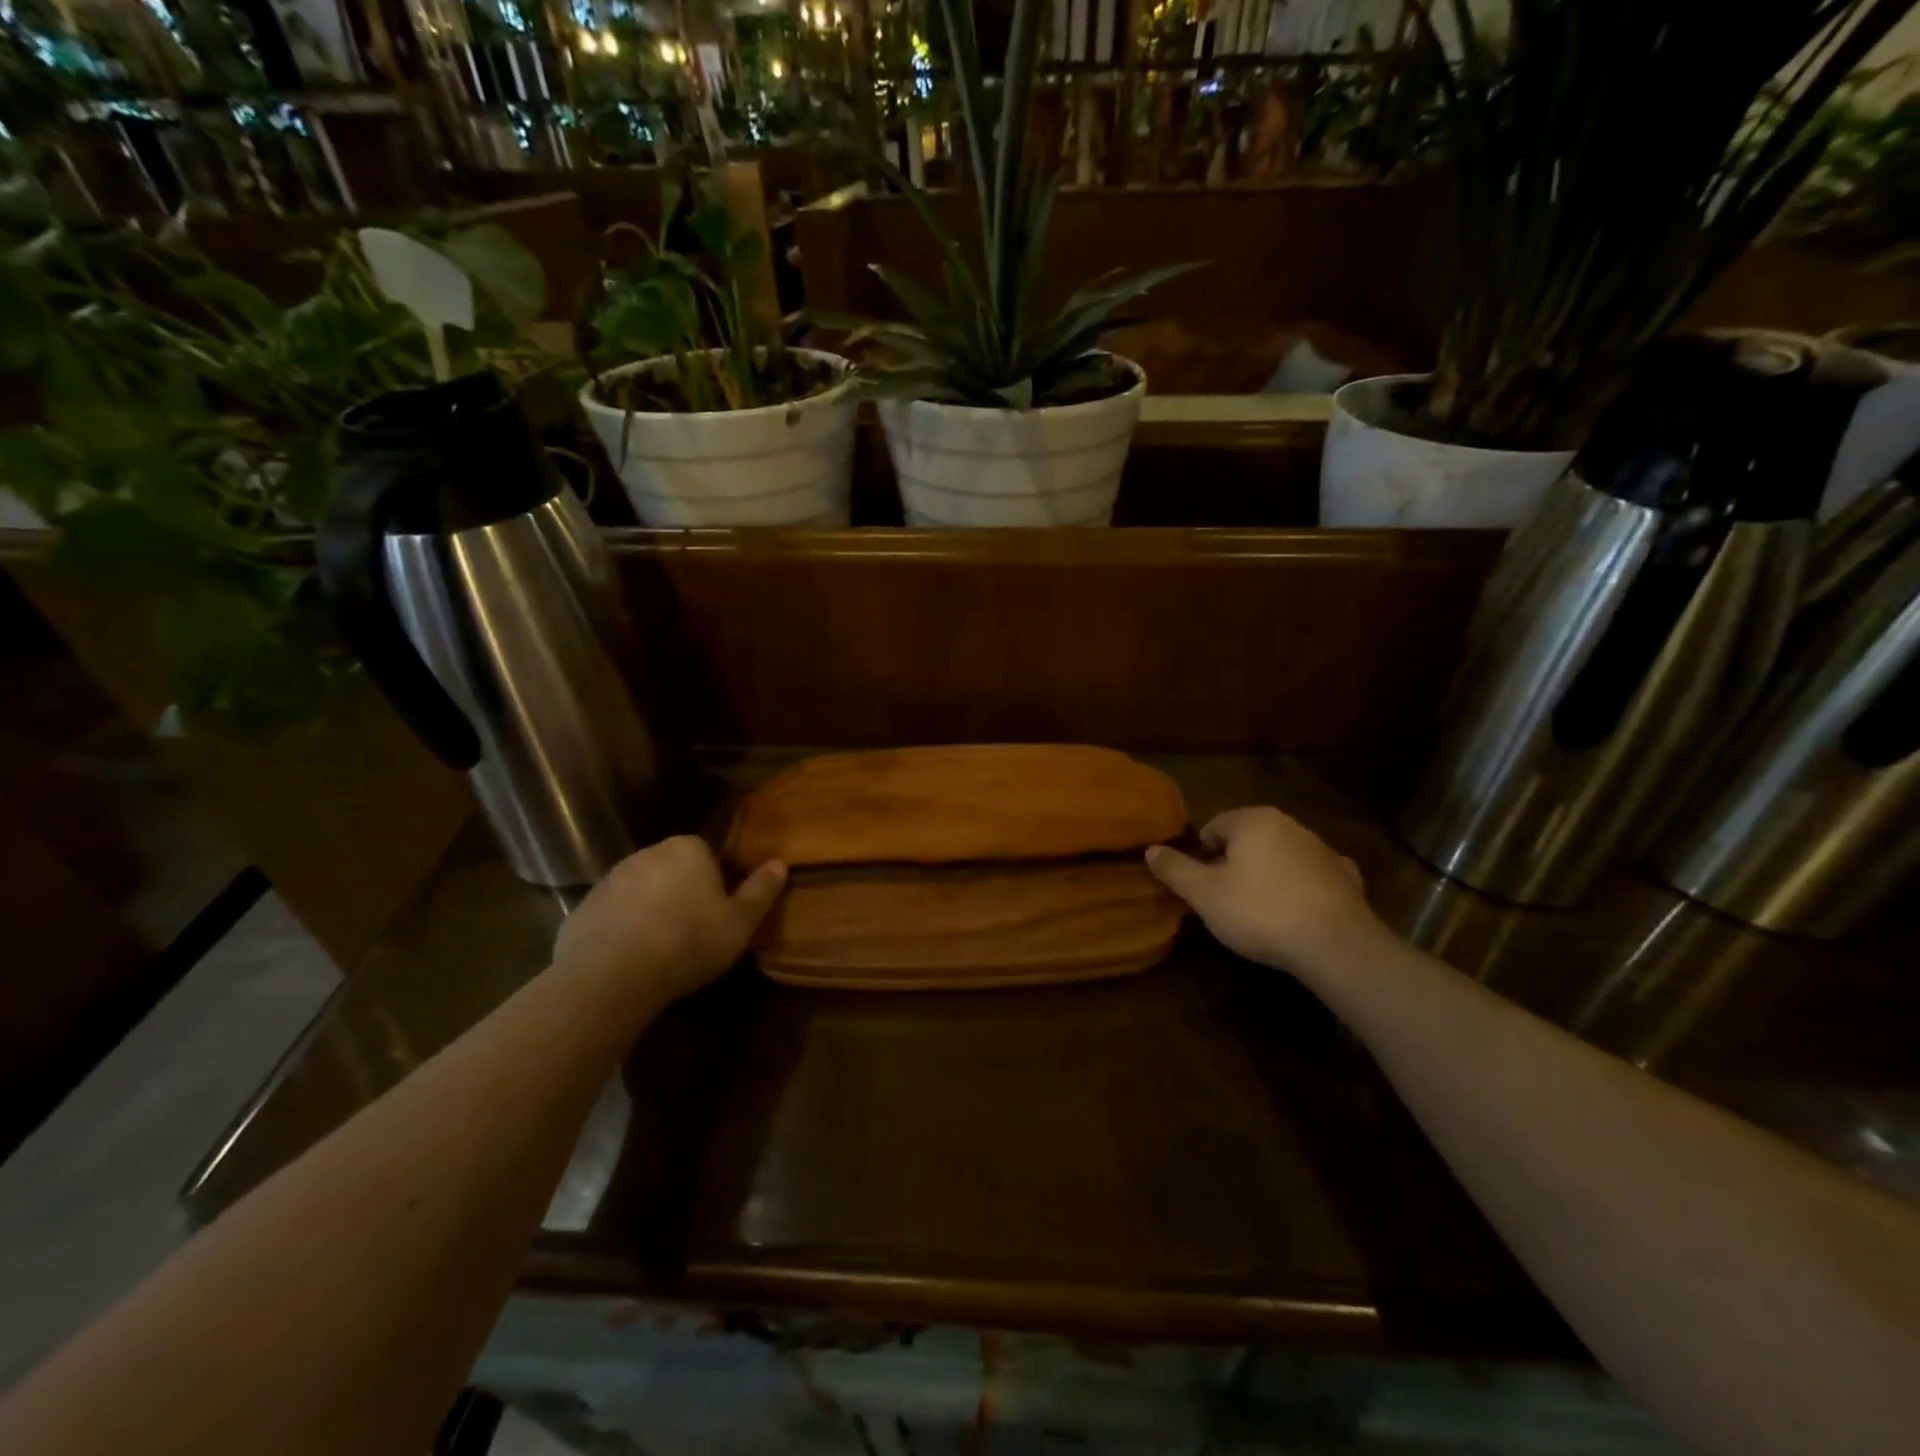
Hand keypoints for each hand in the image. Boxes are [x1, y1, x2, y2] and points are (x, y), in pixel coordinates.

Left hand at [553, 836, 786, 1011]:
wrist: (612, 975)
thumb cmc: (688, 941)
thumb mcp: (740, 922)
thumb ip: (761, 890)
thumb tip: (781, 862)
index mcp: (688, 849)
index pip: (708, 854)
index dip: (717, 881)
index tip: (720, 911)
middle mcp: (647, 853)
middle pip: (673, 869)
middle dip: (683, 892)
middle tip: (694, 931)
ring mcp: (610, 879)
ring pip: (641, 890)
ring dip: (651, 910)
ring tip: (662, 949)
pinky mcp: (582, 908)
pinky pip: (613, 914)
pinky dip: (622, 929)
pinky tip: (631, 960)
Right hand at [1147, 807, 1377, 973]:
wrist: (1335, 945)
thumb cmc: (1259, 912)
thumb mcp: (1203, 894)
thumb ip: (1175, 869)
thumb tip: (1151, 849)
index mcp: (1252, 820)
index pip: (1213, 826)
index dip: (1202, 856)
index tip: (1202, 887)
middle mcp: (1288, 824)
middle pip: (1248, 838)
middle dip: (1234, 863)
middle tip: (1226, 900)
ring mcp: (1321, 849)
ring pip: (1280, 855)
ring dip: (1267, 874)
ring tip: (1260, 911)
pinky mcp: (1345, 877)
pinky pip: (1312, 875)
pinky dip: (1302, 887)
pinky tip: (1299, 911)